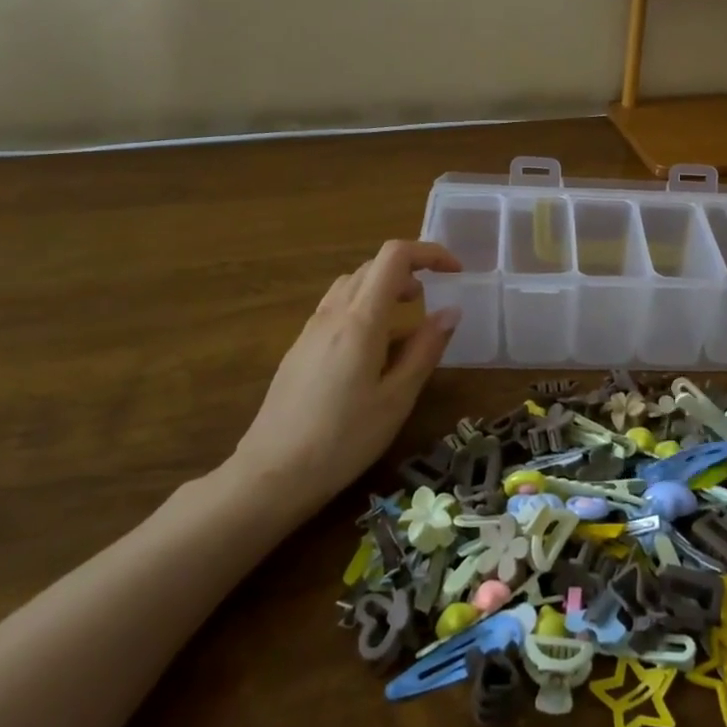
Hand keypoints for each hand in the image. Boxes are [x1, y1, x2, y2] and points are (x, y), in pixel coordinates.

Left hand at [227, 240, 461, 514]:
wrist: (271, 474)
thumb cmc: (343, 440)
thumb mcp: (397, 399)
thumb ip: (425, 349)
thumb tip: (451, 311)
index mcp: (361, 320)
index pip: (394, 257)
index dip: (429, 253)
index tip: (455, 271)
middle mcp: (333, 314)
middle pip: (372, 266)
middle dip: (410, 270)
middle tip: (433, 298)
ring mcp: (311, 330)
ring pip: (351, 284)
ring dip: (384, 286)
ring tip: (406, 317)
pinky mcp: (299, 348)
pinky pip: (336, 307)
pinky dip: (363, 306)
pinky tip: (372, 346)